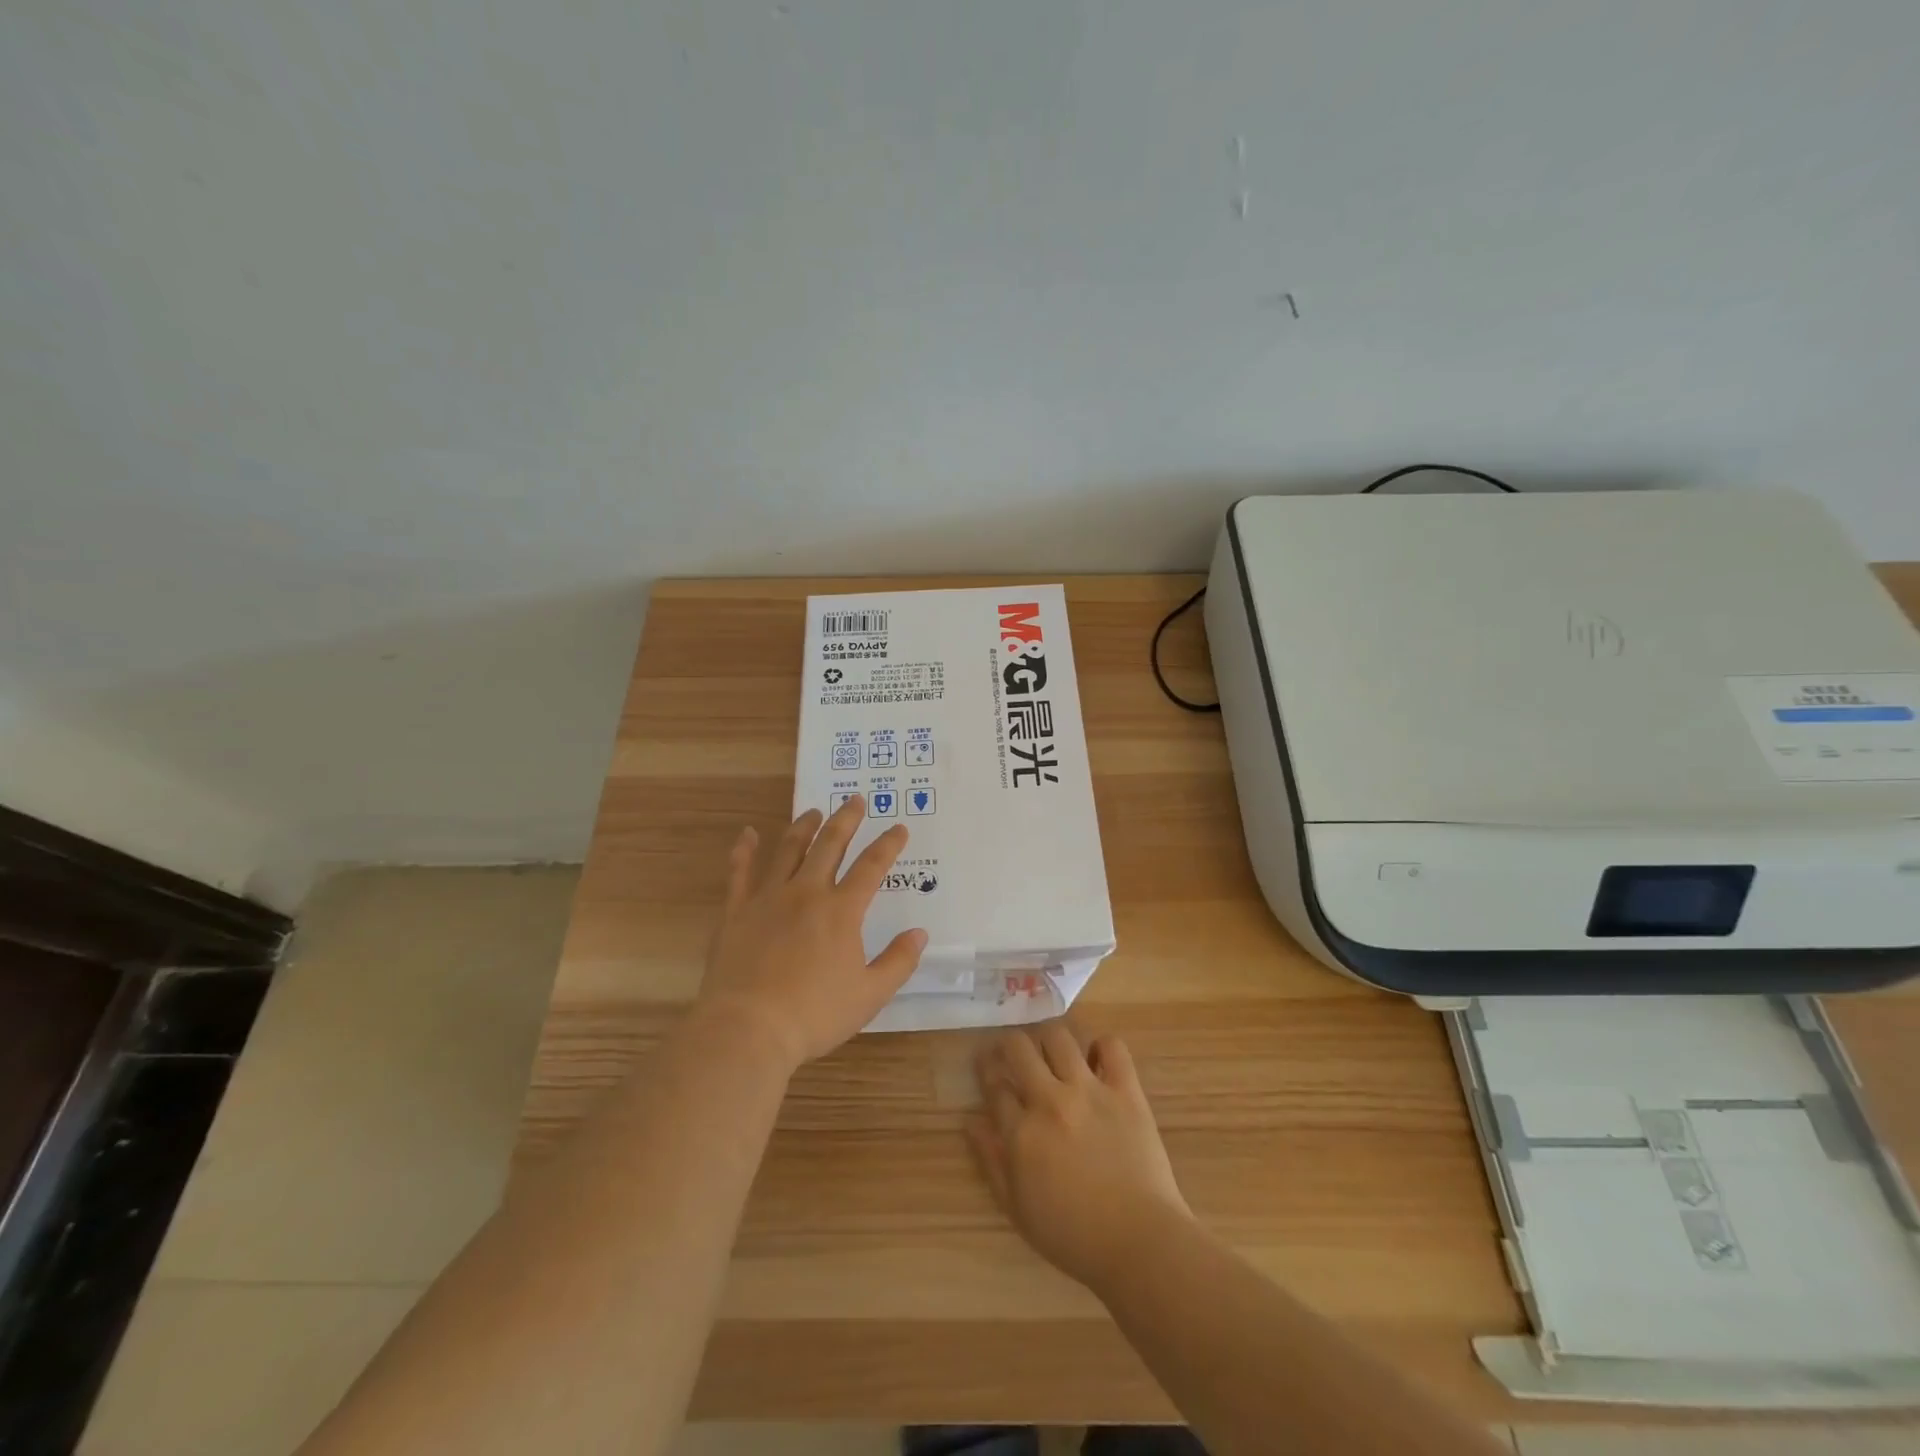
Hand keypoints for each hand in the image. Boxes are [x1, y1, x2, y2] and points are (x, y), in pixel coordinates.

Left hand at [696, 795, 926, 1071]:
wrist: (749, 1029)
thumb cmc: (814, 1014)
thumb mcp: (870, 995)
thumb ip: (898, 962)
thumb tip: (919, 934)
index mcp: (841, 910)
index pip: (871, 866)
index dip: (888, 844)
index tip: (898, 827)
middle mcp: (806, 893)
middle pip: (830, 845)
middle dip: (846, 820)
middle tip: (854, 800)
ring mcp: (768, 898)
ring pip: (788, 849)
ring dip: (804, 827)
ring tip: (813, 812)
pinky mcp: (736, 911)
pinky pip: (740, 872)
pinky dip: (744, 850)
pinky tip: (748, 833)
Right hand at [968, 1024, 1192, 1291]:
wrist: (1140, 1242)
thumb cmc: (1074, 1235)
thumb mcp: (1018, 1209)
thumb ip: (991, 1161)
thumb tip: (971, 1121)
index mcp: (1022, 1133)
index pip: (995, 1085)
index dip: (987, 1071)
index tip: (988, 1066)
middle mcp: (1050, 1101)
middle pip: (1019, 1048)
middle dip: (1010, 1045)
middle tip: (1014, 1053)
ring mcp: (1090, 1091)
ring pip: (1059, 1037)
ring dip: (1050, 1040)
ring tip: (1053, 1052)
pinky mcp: (1125, 1090)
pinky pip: (1112, 1047)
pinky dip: (1102, 1047)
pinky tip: (1096, 1060)